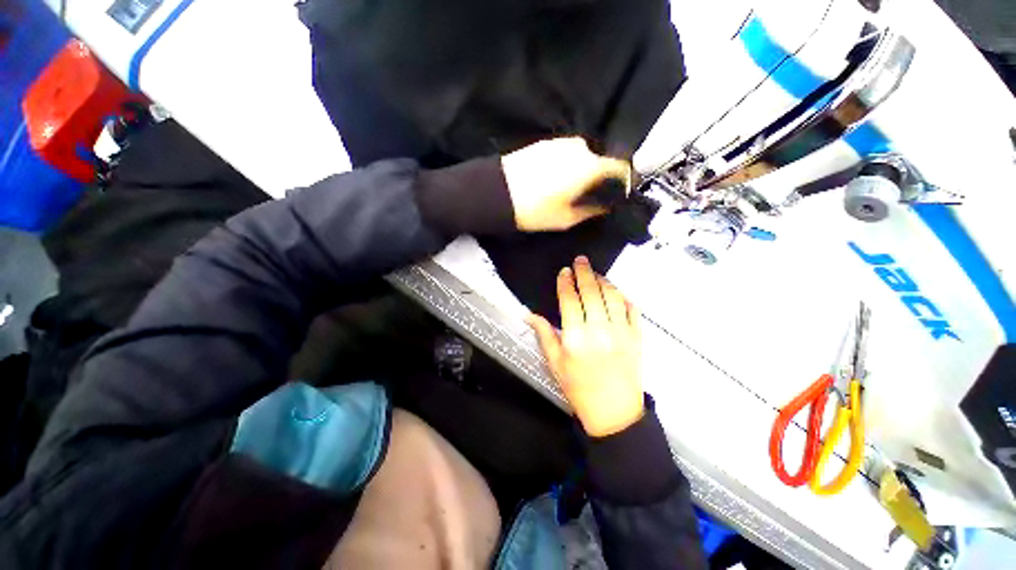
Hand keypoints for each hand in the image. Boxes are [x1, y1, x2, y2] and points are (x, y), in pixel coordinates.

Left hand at [501, 137, 630, 230]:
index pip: (620, 167)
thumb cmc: (534, 210)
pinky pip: (565, 153)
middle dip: (600, 176)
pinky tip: (555, 180)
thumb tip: (604, 206)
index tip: (621, 192)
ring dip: (582, 170)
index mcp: (589, 166)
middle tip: (591, 195)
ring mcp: (560, 142)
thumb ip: (591, 211)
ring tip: (570, 190)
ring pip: (582, 156)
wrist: (496, 192)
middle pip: (600, 160)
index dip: (624, 180)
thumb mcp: (565, 218)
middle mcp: (579, 148)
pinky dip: (567, 165)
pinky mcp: (544, 143)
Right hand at [527, 256, 643, 436]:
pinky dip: (624, 296)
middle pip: (591, 292)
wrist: (613, 412)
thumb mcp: (555, 363)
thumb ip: (544, 335)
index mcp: (576, 338)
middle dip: (584, 273)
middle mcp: (599, 330)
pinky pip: (632, 309)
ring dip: (604, 281)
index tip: (564, 272)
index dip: (565, 283)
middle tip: (580, 260)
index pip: (570, 300)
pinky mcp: (637, 337)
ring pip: (613, 296)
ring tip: (596, 273)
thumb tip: (528, 314)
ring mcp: (622, 332)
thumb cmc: (578, 388)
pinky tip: (617, 291)